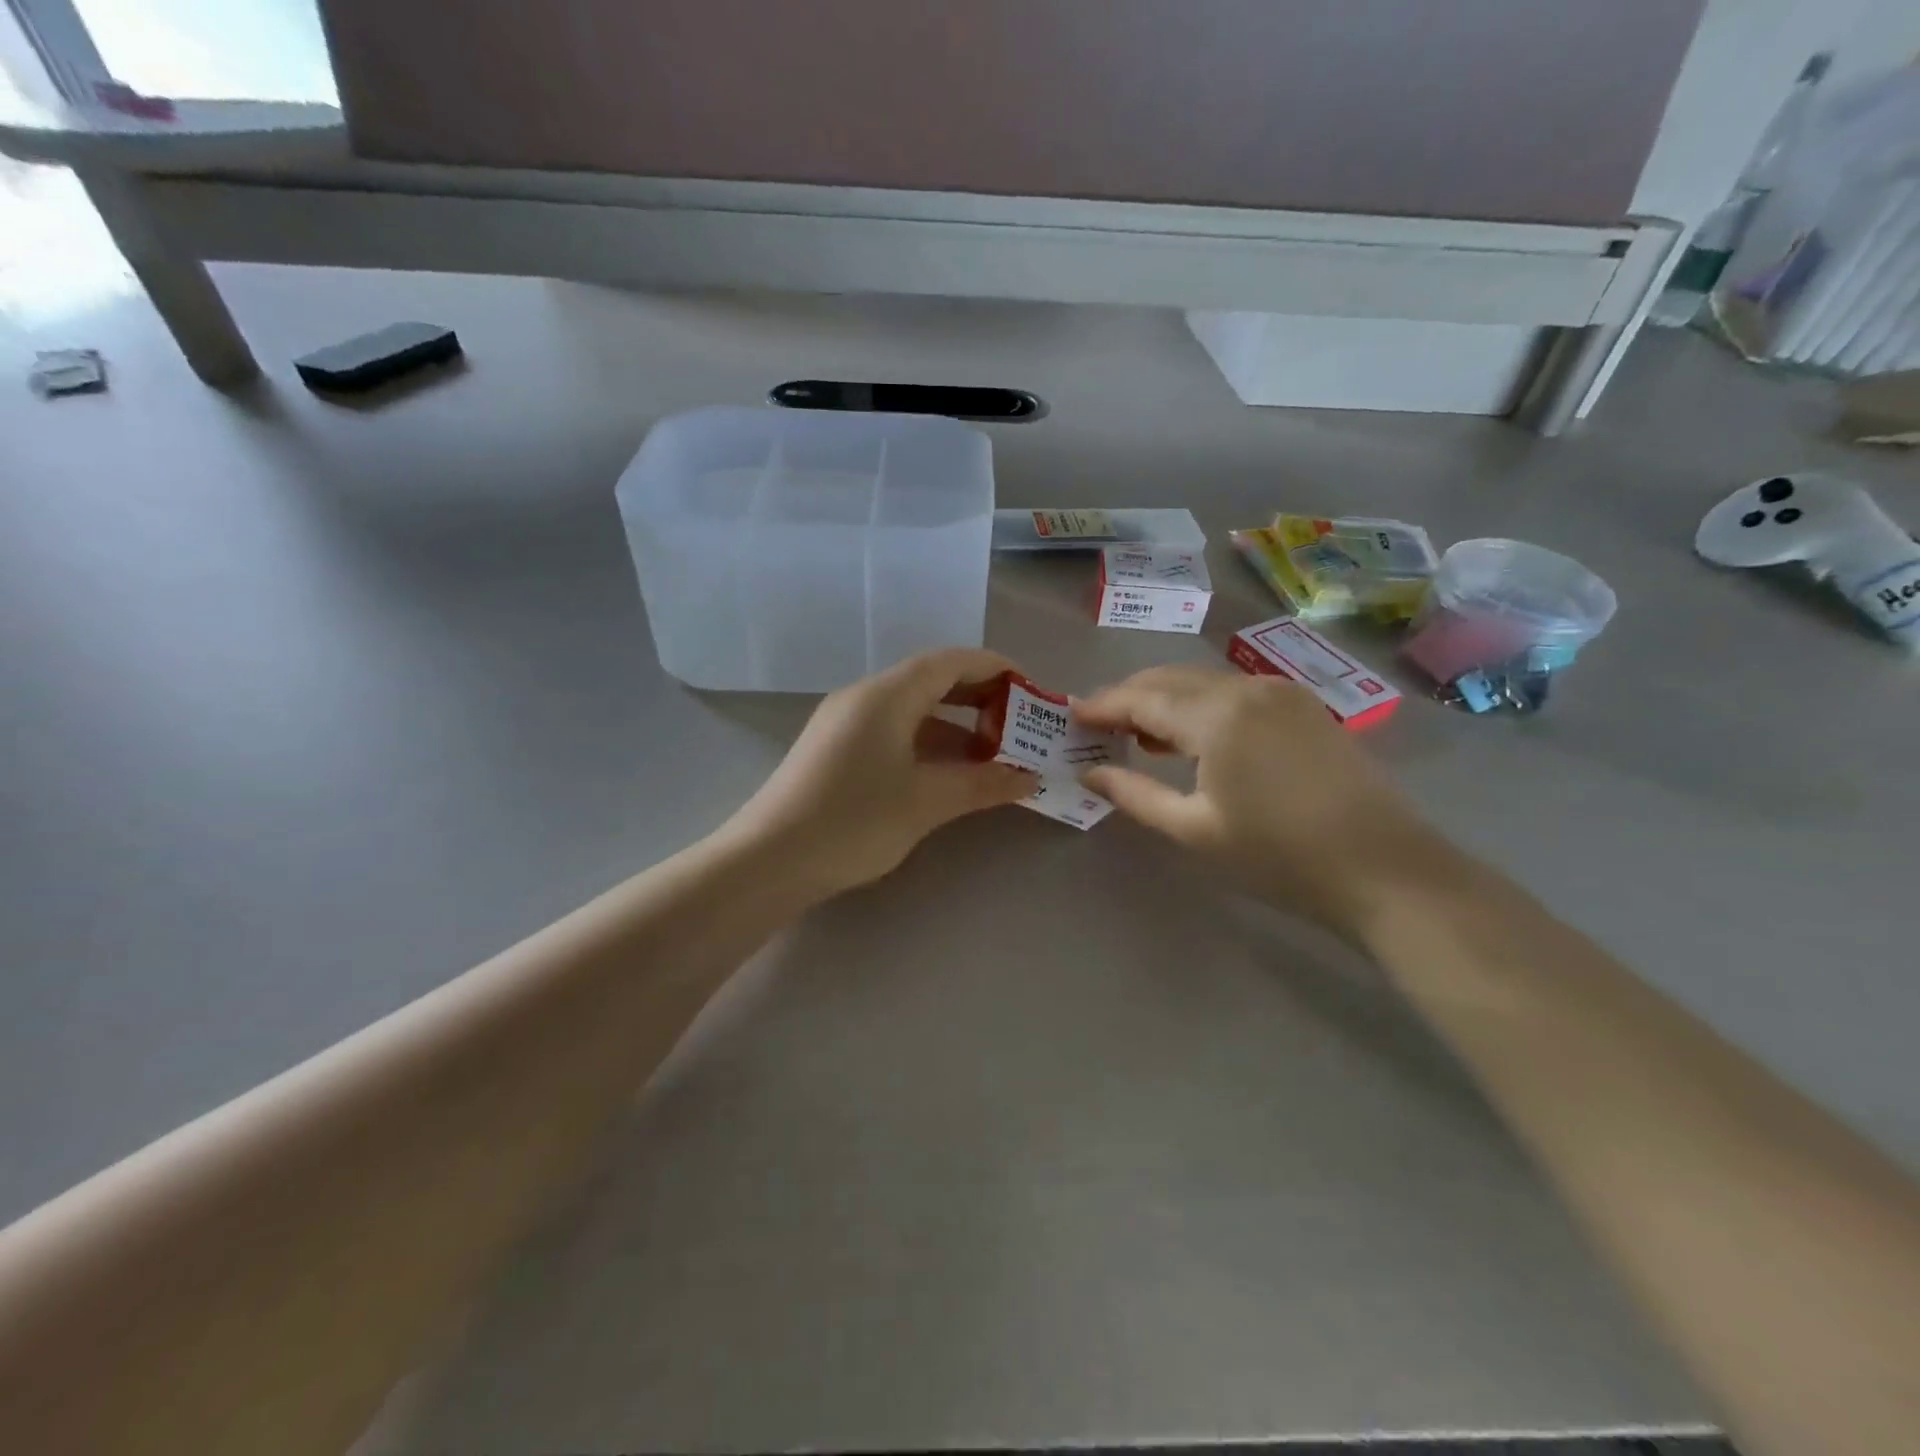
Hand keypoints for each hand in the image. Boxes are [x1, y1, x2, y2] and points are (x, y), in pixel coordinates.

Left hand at [724, 649, 1036, 897]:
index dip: (995, 669)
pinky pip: (892, 730)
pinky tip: (946, 774)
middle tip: (1017, 726)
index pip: (951, 662)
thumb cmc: (854, 821)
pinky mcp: (834, 749)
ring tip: (991, 756)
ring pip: (911, 709)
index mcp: (887, 695)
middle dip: (978, 698)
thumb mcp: (927, 802)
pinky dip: (926, 743)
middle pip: (931, 680)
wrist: (768, 860)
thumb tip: (1029, 777)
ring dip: (953, 726)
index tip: (1031, 691)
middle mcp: (864, 697)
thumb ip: (983, 784)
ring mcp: (844, 723)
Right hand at [1074, 666, 1450, 941]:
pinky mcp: (1303, 707)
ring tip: (1136, 734)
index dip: (1103, 705)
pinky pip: (1234, 692)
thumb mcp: (1195, 830)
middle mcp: (1247, 687)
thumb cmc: (1279, 856)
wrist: (1386, 869)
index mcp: (1217, 715)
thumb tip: (1089, 772)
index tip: (1070, 715)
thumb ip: (1134, 793)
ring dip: (1165, 700)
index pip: (1142, 697)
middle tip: (1097, 725)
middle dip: (1129, 697)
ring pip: (1203, 682)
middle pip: (1171, 679)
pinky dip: (1201, 706)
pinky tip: (1191, 738)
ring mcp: (1281, 692)